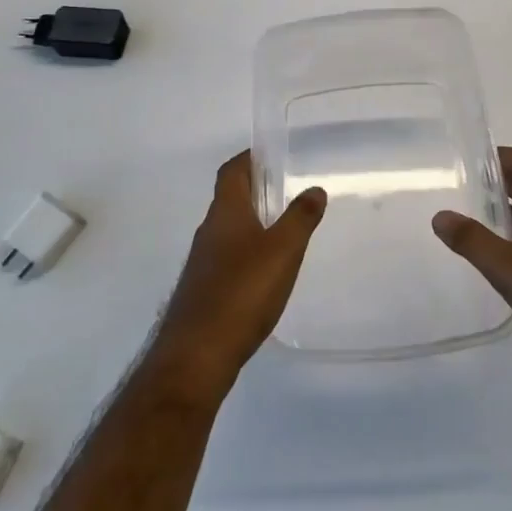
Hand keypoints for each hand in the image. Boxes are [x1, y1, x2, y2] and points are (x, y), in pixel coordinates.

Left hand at [147, 152, 326, 401]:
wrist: (196, 355)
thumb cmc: (242, 292)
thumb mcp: (282, 251)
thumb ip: (300, 218)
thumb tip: (315, 189)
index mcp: (225, 212)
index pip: (231, 171)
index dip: (248, 159)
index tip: (270, 155)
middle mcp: (208, 231)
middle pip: (229, 199)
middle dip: (254, 191)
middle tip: (286, 192)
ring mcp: (202, 262)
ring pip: (228, 230)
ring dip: (251, 224)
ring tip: (282, 232)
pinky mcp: (202, 290)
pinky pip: (227, 259)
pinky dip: (246, 254)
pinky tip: (264, 275)